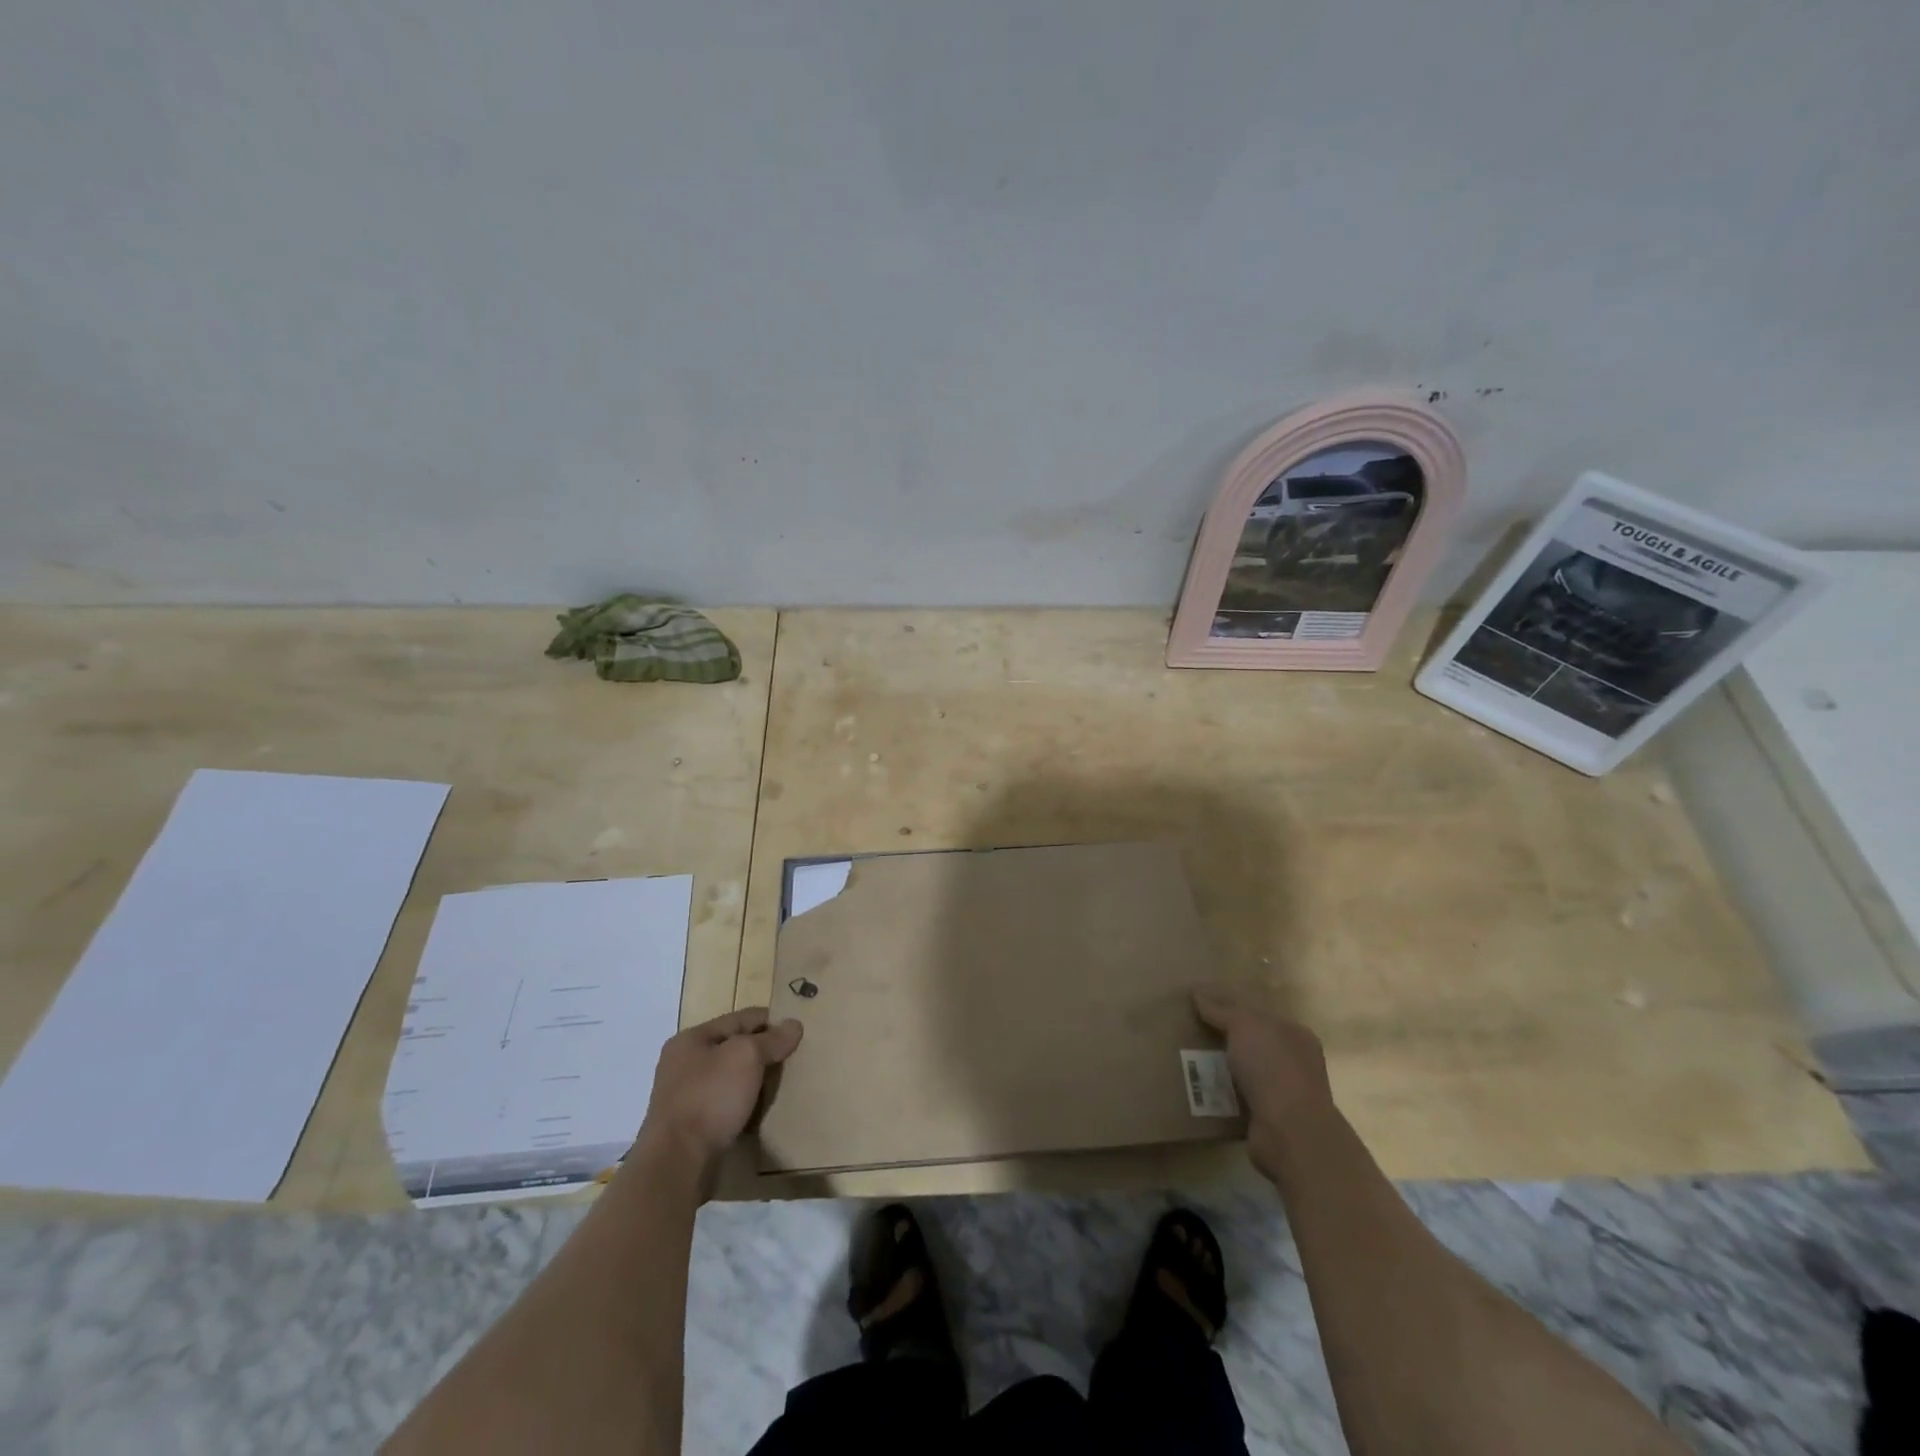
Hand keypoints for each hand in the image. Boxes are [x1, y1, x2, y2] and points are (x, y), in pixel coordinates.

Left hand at [639, 1008, 802, 1164]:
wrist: (678, 1164)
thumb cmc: (710, 1097)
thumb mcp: (746, 1056)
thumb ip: (771, 1039)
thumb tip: (794, 1025)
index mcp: (691, 1040)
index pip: (739, 1019)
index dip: (770, 1021)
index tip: (797, 1029)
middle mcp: (683, 1065)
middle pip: (733, 1049)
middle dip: (763, 1053)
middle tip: (794, 1059)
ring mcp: (684, 1098)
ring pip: (731, 1079)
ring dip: (754, 1081)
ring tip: (783, 1085)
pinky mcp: (691, 1128)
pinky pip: (725, 1106)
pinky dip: (744, 1105)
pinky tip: (762, 1111)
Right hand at [1193, 983, 1333, 1175]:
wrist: (1289, 1132)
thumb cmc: (1272, 1067)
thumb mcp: (1244, 1025)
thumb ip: (1221, 1009)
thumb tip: (1198, 993)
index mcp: (1294, 1033)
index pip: (1258, 1013)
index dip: (1230, 1007)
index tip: (1200, 1006)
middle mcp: (1294, 1062)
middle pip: (1251, 1042)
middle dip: (1223, 1038)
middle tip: (1189, 1032)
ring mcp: (1284, 1092)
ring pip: (1243, 1071)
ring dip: (1220, 1067)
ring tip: (1187, 1060)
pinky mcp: (1269, 1119)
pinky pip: (1238, 1098)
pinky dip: (1221, 1094)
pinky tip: (1199, 1088)